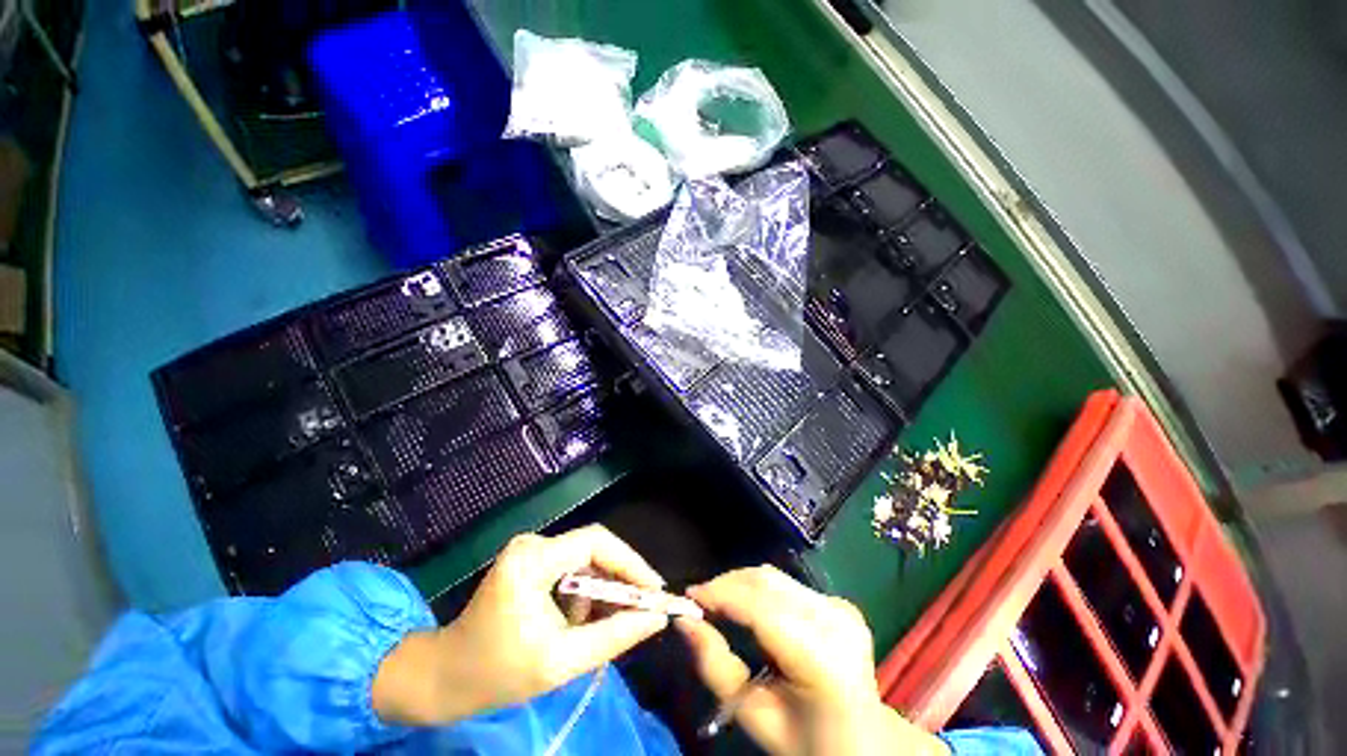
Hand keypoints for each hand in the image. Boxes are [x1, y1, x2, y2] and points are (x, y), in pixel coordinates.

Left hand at [373, 525, 668, 724]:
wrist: (444, 678)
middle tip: (644, 606)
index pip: (596, 542)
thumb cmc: (497, 673)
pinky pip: (572, 569)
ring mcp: (530, 550)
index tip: (654, 590)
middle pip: (593, 549)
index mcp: (534, 559)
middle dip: (620, 578)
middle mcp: (533, 543)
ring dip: (602, 590)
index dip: (630, 563)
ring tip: (612, 621)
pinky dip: (585, 593)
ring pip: (585, 561)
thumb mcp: (561, 661)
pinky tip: (583, 621)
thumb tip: (656, 618)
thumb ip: (614, 636)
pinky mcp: (530, 562)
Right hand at [677, 565, 947, 755]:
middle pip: (767, 582)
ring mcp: (842, 608)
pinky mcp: (841, 602)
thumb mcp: (754, 715)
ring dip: (741, 584)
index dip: (721, 594)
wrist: (862, 743)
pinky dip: (760, 590)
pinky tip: (748, 607)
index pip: (760, 608)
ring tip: (718, 602)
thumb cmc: (806, 741)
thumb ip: (716, 666)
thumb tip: (684, 620)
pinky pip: (787, 584)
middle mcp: (836, 621)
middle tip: (699, 601)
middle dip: (727, 584)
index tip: (688, 596)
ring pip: (775, 577)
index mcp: (823, 659)